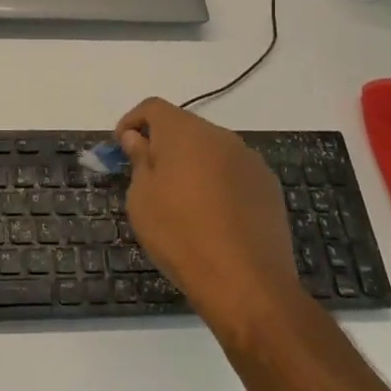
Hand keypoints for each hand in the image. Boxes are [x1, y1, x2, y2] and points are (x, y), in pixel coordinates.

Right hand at [116, 98, 303, 339]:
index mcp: (185, 132)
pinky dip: (218, 183)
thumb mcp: (142, 198)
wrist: (246, 283)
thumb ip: (139, 160)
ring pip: (211, 151)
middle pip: (184, 127)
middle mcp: (220, 136)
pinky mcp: (269, 186)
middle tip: (148, 179)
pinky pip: (233, 172)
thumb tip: (137, 138)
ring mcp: (250, 160)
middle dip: (163, 145)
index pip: (152, 107)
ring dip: (192, 164)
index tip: (121, 149)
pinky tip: (214, 217)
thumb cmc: (180, 234)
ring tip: (182, 202)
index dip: (132, 122)